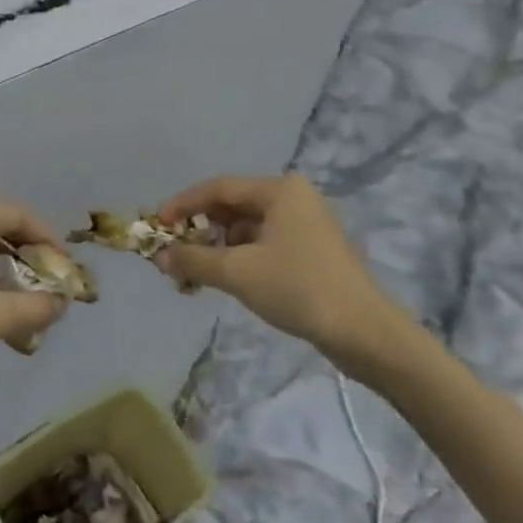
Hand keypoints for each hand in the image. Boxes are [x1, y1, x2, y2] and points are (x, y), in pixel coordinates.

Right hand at [154, 175, 405, 371]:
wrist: (366, 334)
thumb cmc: (299, 289)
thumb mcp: (238, 273)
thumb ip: (194, 260)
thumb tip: (159, 258)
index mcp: (279, 190)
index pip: (217, 188)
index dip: (182, 205)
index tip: (156, 225)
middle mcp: (292, 199)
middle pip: (231, 206)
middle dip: (199, 229)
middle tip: (173, 250)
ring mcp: (305, 225)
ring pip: (246, 228)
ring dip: (217, 247)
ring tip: (194, 271)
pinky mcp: (311, 252)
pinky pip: (262, 244)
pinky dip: (239, 258)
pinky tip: (224, 279)